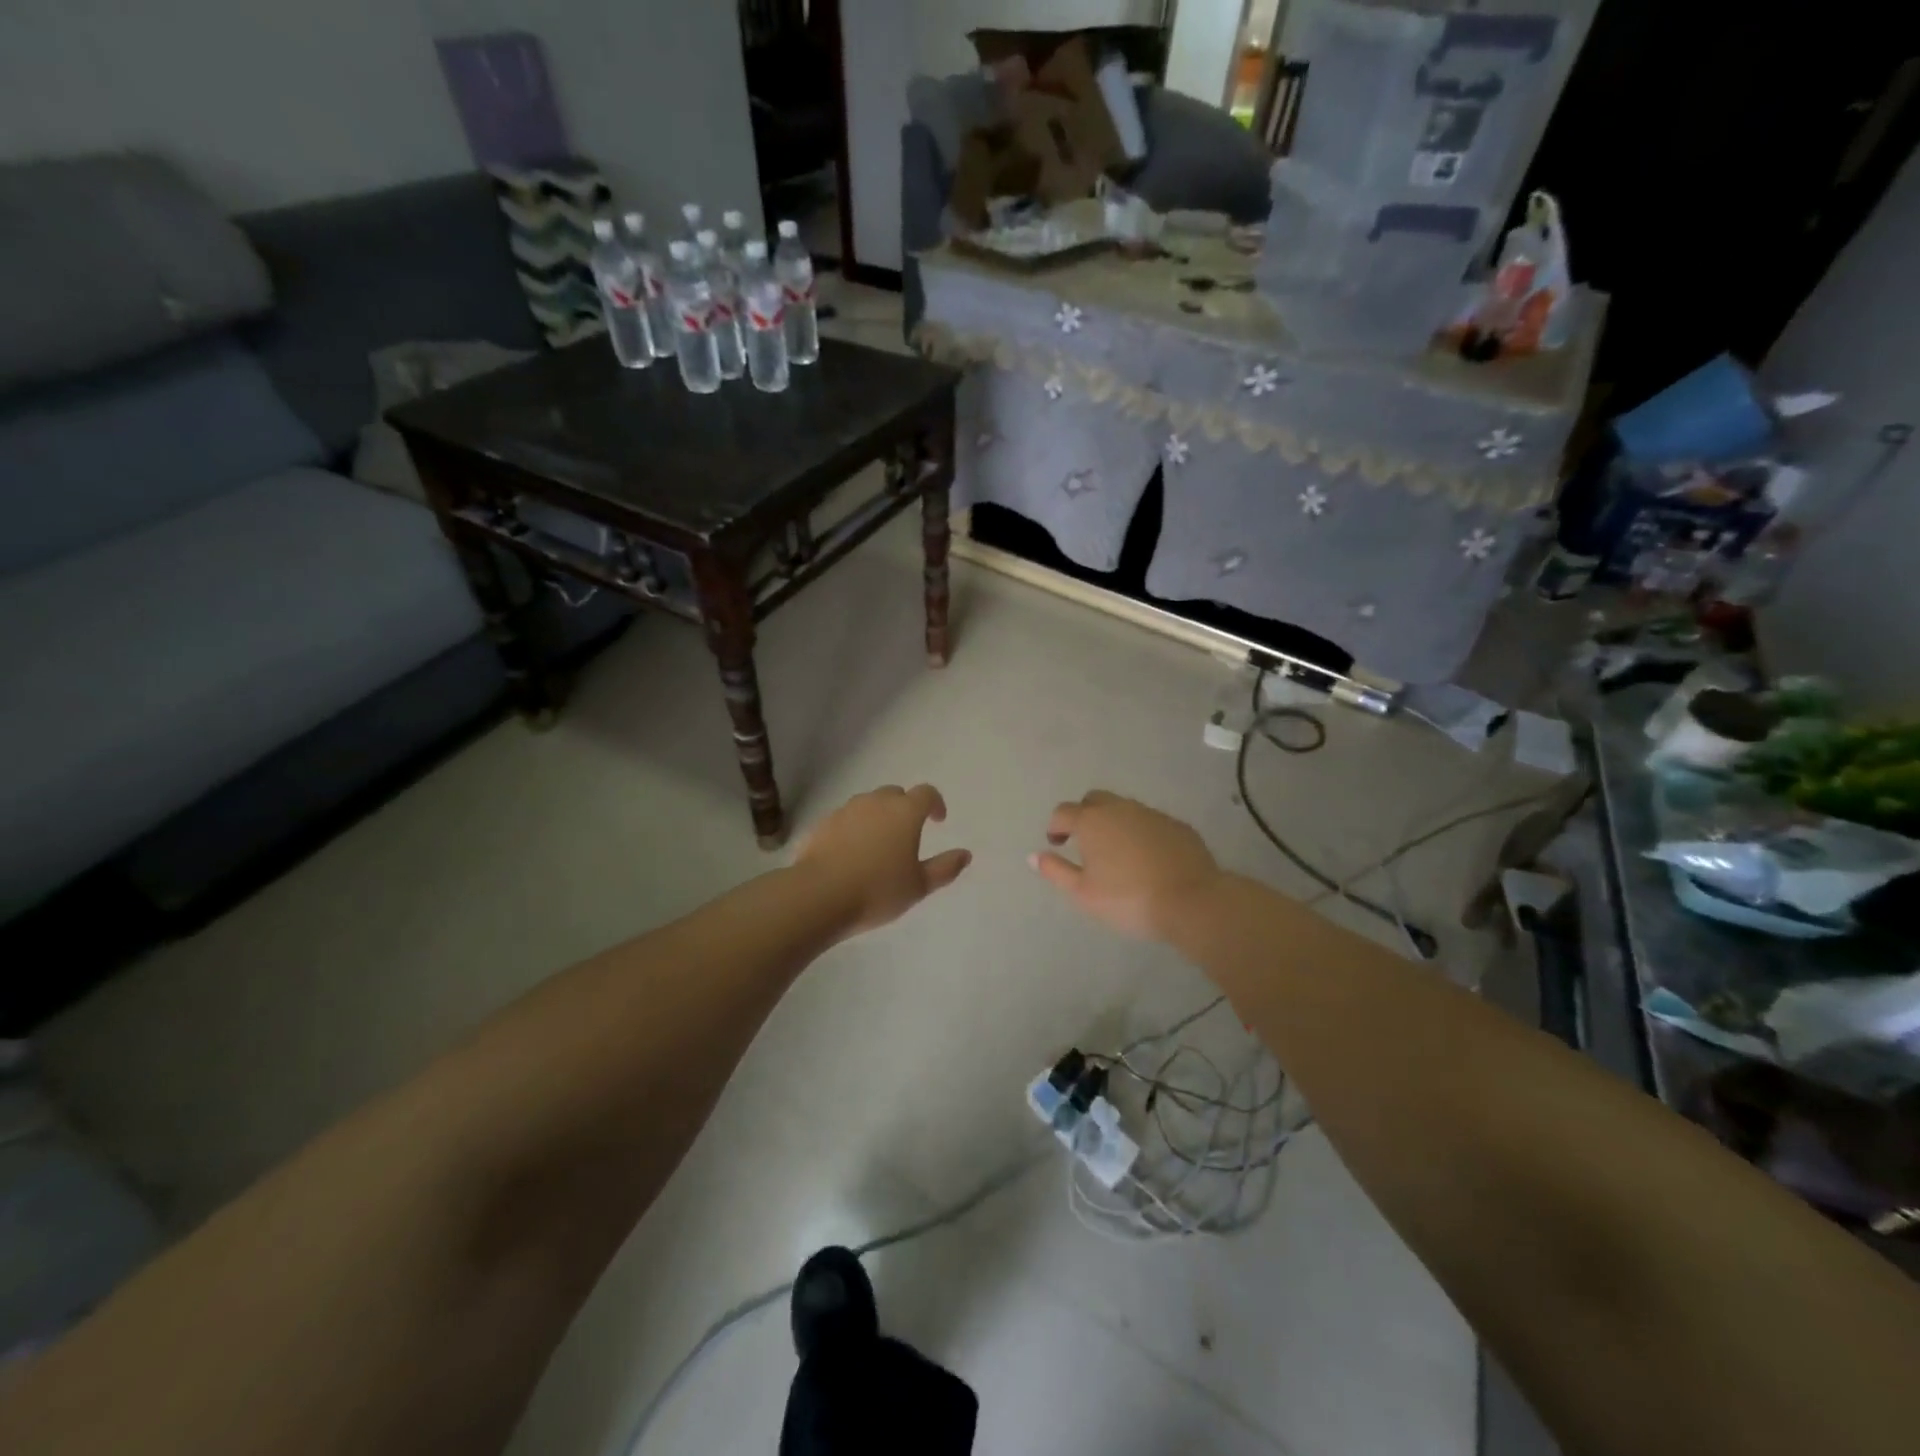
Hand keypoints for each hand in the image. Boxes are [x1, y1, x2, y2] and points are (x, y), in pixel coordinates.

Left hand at [796, 785, 972, 937]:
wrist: (819, 895)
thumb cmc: (877, 890)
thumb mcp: (918, 886)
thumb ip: (944, 868)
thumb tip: (965, 854)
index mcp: (904, 812)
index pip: (926, 793)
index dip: (935, 804)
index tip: (938, 820)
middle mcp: (875, 803)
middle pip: (895, 794)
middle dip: (905, 807)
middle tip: (908, 833)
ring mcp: (846, 811)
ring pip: (868, 804)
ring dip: (878, 816)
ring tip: (879, 843)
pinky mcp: (822, 824)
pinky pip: (845, 819)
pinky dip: (854, 828)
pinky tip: (852, 853)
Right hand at [1030, 791, 1223, 941]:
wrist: (1192, 901)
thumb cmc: (1128, 899)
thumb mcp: (1083, 893)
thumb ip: (1056, 871)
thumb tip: (1034, 856)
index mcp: (1092, 821)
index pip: (1064, 812)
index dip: (1056, 826)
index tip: (1057, 843)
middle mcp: (1120, 808)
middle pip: (1094, 800)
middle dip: (1084, 815)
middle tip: (1084, 843)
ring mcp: (1151, 814)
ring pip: (1124, 808)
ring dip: (1113, 822)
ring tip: (1116, 852)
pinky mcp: (1177, 825)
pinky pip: (1149, 821)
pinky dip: (1140, 832)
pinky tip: (1146, 857)